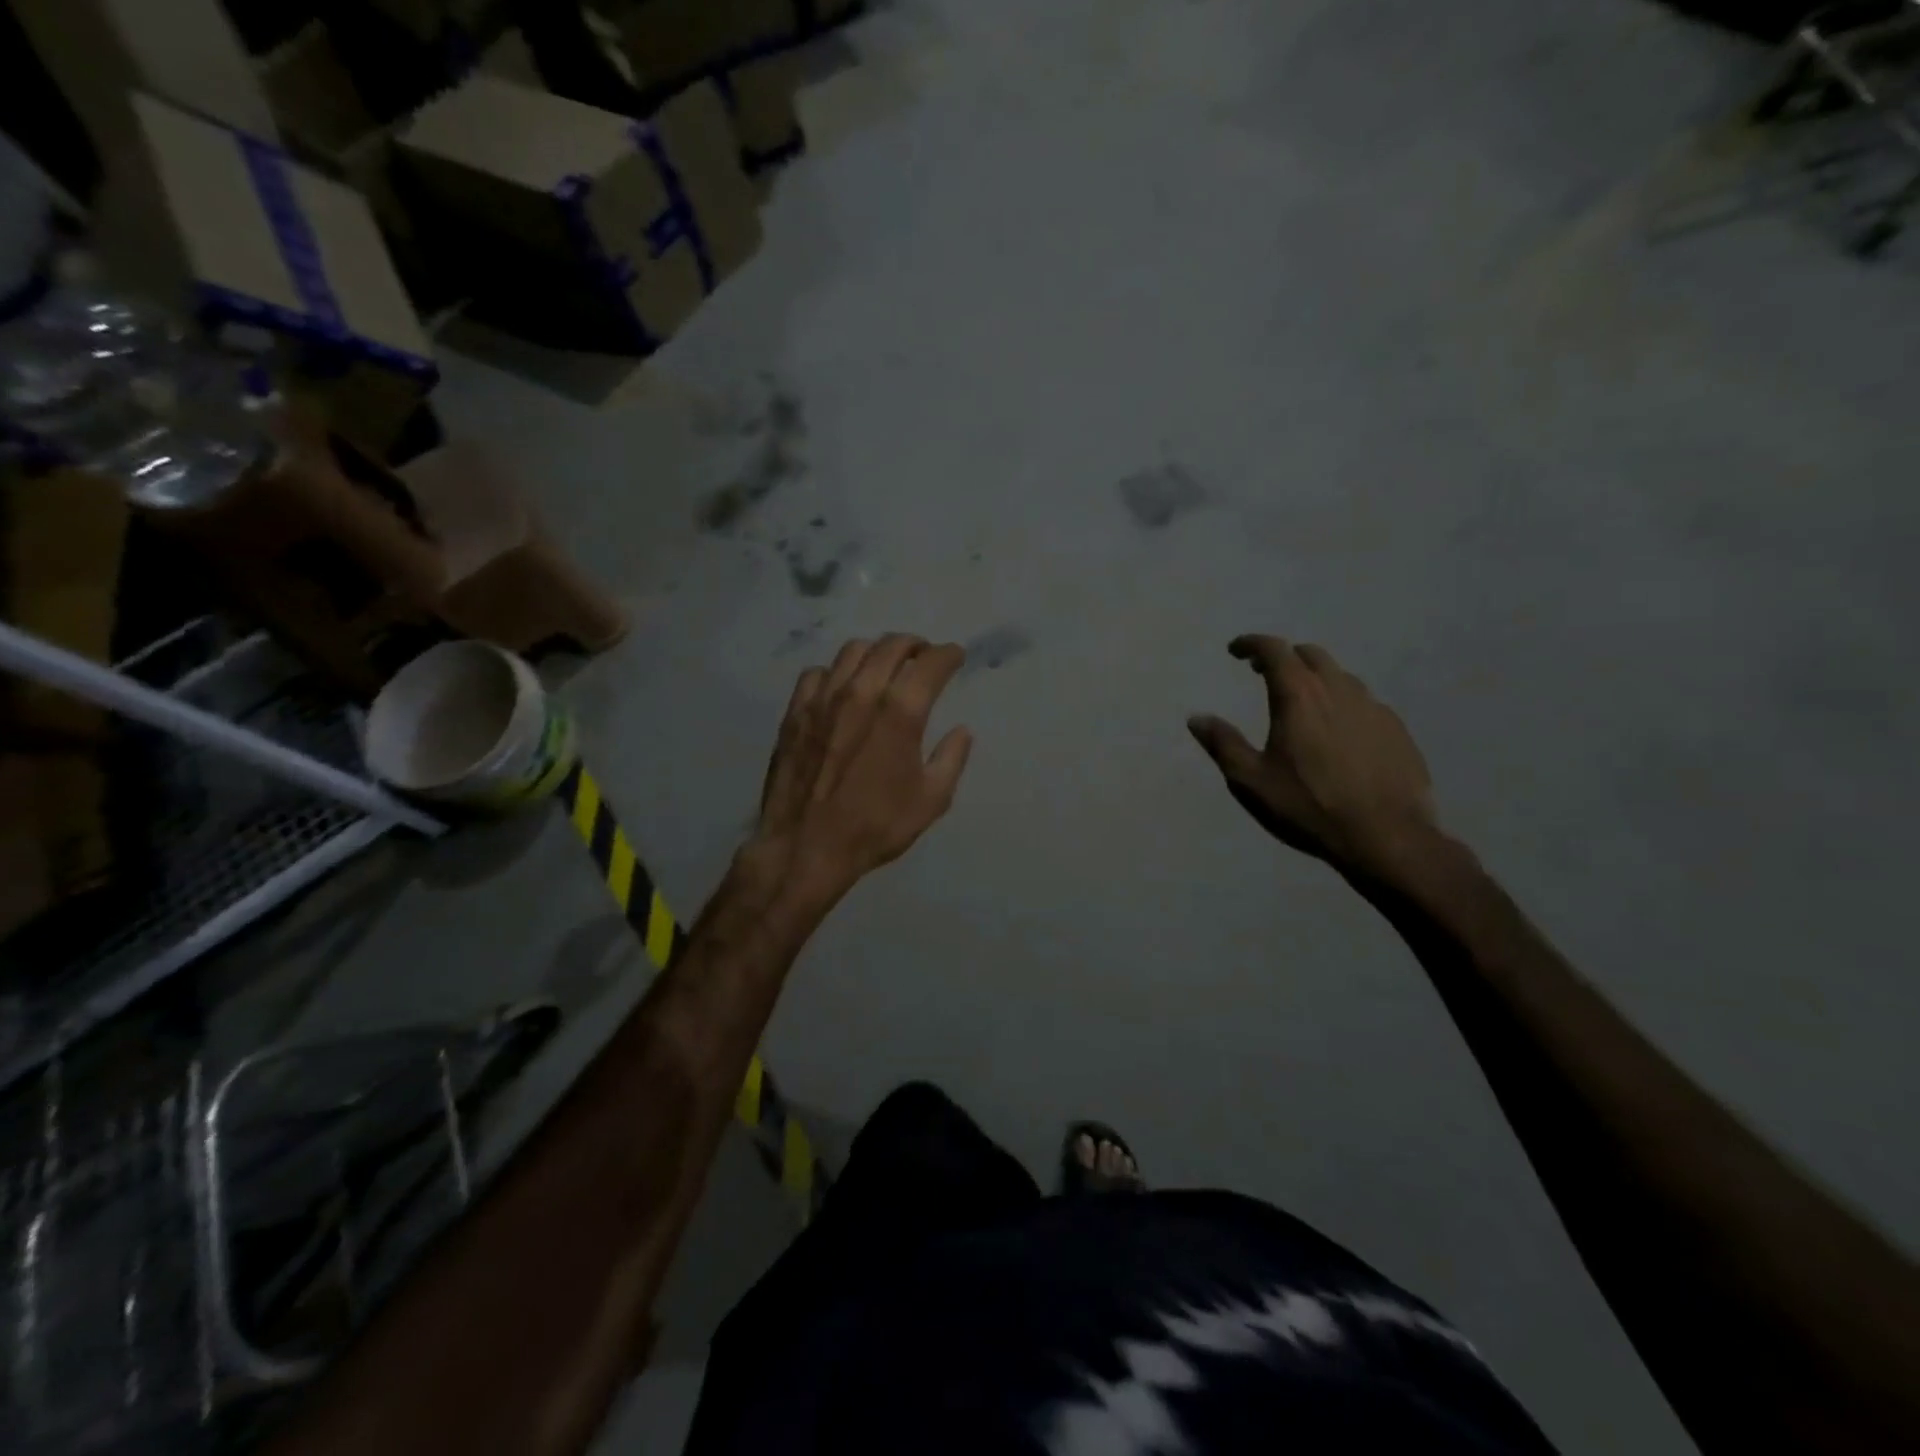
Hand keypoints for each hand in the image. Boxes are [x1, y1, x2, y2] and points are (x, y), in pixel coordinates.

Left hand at [746, 634, 973, 898]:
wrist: (806, 847)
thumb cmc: (875, 826)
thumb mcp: (931, 800)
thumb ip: (951, 759)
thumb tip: (961, 731)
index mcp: (901, 711)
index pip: (931, 662)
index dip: (949, 655)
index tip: (955, 657)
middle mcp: (862, 692)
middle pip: (892, 645)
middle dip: (915, 645)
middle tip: (924, 656)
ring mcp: (824, 698)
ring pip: (853, 651)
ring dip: (876, 652)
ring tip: (884, 666)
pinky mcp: (796, 711)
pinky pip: (817, 673)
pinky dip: (836, 673)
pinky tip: (841, 689)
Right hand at [1188, 636, 1436, 877]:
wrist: (1385, 837)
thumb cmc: (1307, 806)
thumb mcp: (1250, 780)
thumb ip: (1223, 744)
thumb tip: (1196, 717)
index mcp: (1299, 696)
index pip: (1273, 650)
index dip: (1251, 644)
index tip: (1235, 651)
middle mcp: (1338, 690)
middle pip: (1310, 655)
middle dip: (1285, 657)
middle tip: (1264, 673)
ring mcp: (1373, 708)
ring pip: (1341, 677)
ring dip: (1316, 678)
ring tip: (1302, 701)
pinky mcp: (1397, 730)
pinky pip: (1364, 703)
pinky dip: (1343, 703)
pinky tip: (1339, 731)